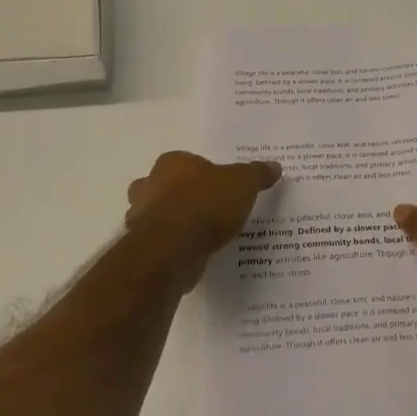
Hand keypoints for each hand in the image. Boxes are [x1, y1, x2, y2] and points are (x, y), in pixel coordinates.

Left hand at [127, 151, 280, 267]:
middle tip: (211, 209)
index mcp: (172, 163)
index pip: (186, 162)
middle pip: (166, 187)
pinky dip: (177, 246)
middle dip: (183, 196)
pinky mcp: (145, 247)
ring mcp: (142, 218)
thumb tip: (274, 166)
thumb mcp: (242, 184)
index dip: (203, 173)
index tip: (221, 187)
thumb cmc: (205, 204)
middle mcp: (150, 185)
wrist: (172, 249)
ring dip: (178, 223)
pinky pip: (164, 242)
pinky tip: (197, 253)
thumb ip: (256, 174)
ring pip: (161, 216)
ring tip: (206, 235)